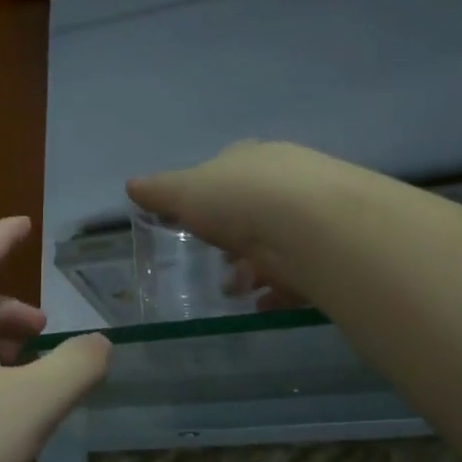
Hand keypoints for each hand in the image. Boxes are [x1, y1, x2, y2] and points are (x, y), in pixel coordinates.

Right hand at [129, 141, 330, 309]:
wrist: (312, 226)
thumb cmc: (240, 200)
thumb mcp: (186, 192)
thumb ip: (159, 192)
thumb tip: (132, 185)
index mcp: (249, 158)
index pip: (226, 171)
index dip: (208, 196)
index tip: (194, 223)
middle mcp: (285, 178)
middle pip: (252, 209)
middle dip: (232, 237)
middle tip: (217, 262)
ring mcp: (312, 212)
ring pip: (276, 241)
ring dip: (254, 267)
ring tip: (237, 290)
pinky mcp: (330, 249)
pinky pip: (299, 271)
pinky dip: (278, 289)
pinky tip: (263, 303)